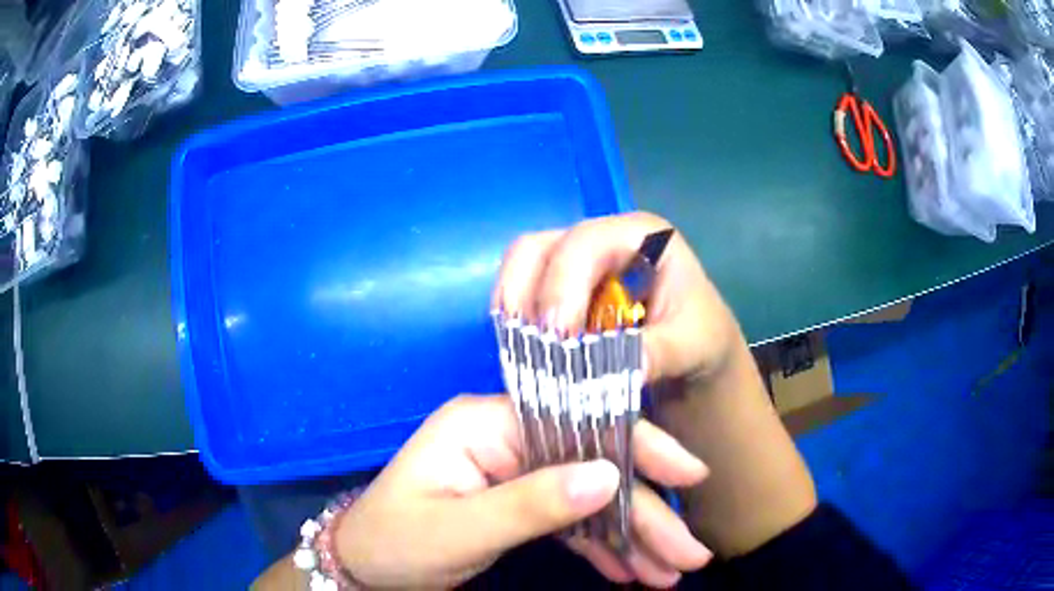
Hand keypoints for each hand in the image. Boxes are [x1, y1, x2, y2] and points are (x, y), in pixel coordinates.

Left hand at [334, 395, 710, 587]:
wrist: (363, 570)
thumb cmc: (396, 543)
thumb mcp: (458, 530)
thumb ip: (531, 504)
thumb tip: (609, 475)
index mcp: (487, 424)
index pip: (577, 424)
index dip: (636, 448)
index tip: (689, 474)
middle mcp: (508, 441)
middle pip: (593, 471)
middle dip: (644, 514)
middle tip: (690, 554)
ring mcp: (516, 475)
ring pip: (590, 502)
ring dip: (632, 539)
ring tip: (671, 572)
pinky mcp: (519, 507)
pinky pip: (571, 524)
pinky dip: (603, 549)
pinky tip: (631, 571)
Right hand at [493, 211, 742, 383]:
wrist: (694, 350)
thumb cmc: (700, 335)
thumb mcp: (693, 344)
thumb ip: (663, 351)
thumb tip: (623, 368)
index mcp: (640, 235)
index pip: (584, 244)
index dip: (562, 286)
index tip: (558, 337)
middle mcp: (600, 239)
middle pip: (538, 247)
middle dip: (527, 296)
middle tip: (532, 346)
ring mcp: (574, 263)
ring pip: (521, 268)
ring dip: (514, 309)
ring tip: (523, 352)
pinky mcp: (558, 290)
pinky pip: (521, 295)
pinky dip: (515, 322)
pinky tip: (524, 352)